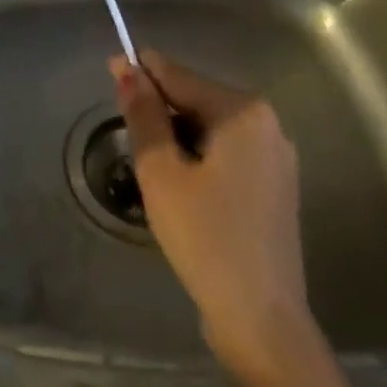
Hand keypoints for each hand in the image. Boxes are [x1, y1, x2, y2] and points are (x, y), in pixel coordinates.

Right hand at [111, 49, 353, 386]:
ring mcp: (276, 157)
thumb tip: (128, 70)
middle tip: (126, 129)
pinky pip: (228, 152)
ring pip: (212, 128)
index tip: (110, 65)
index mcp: (243, 112)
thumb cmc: (205, 238)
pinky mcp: (275, 186)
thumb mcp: (162, 172)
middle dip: (161, 108)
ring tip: (150, 162)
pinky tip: (180, 183)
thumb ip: (144, 115)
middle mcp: (267, 124)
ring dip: (178, 135)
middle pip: (199, 99)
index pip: (181, 77)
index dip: (142, 71)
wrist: (262, 321)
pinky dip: (199, 156)